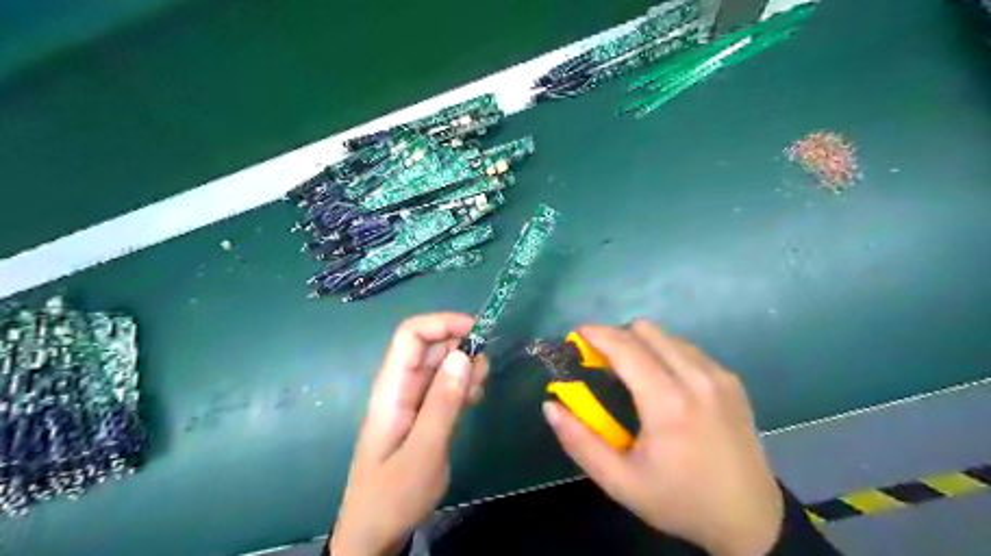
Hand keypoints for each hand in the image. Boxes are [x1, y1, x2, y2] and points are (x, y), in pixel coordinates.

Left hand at [333, 313, 486, 555]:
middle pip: (431, 345)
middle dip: (461, 346)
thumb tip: (463, 354)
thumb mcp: (423, 451)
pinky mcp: (425, 412)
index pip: (411, 334)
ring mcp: (414, 399)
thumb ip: (443, 402)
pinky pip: (446, 385)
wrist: (375, 532)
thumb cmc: (393, 494)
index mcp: (392, 387)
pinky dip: (464, 384)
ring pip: (442, 364)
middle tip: (484, 371)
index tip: (478, 332)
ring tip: (479, 391)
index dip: (442, 323)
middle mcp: (402, 385)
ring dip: (466, 367)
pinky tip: (474, 401)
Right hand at [541, 319, 781, 554]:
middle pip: (645, 329)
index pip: (624, 346)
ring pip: (666, 335)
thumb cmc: (679, 501)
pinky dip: (664, 353)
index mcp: (668, 402)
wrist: (751, 519)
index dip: (595, 334)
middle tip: (600, 362)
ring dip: (640, 344)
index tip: (575, 337)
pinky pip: (687, 348)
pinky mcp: (731, 379)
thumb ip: (580, 442)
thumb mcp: (620, 482)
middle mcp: (696, 377)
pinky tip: (662, 383)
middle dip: (615, 337)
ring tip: (630, 373)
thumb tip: (550, 406)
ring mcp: (718, 375)